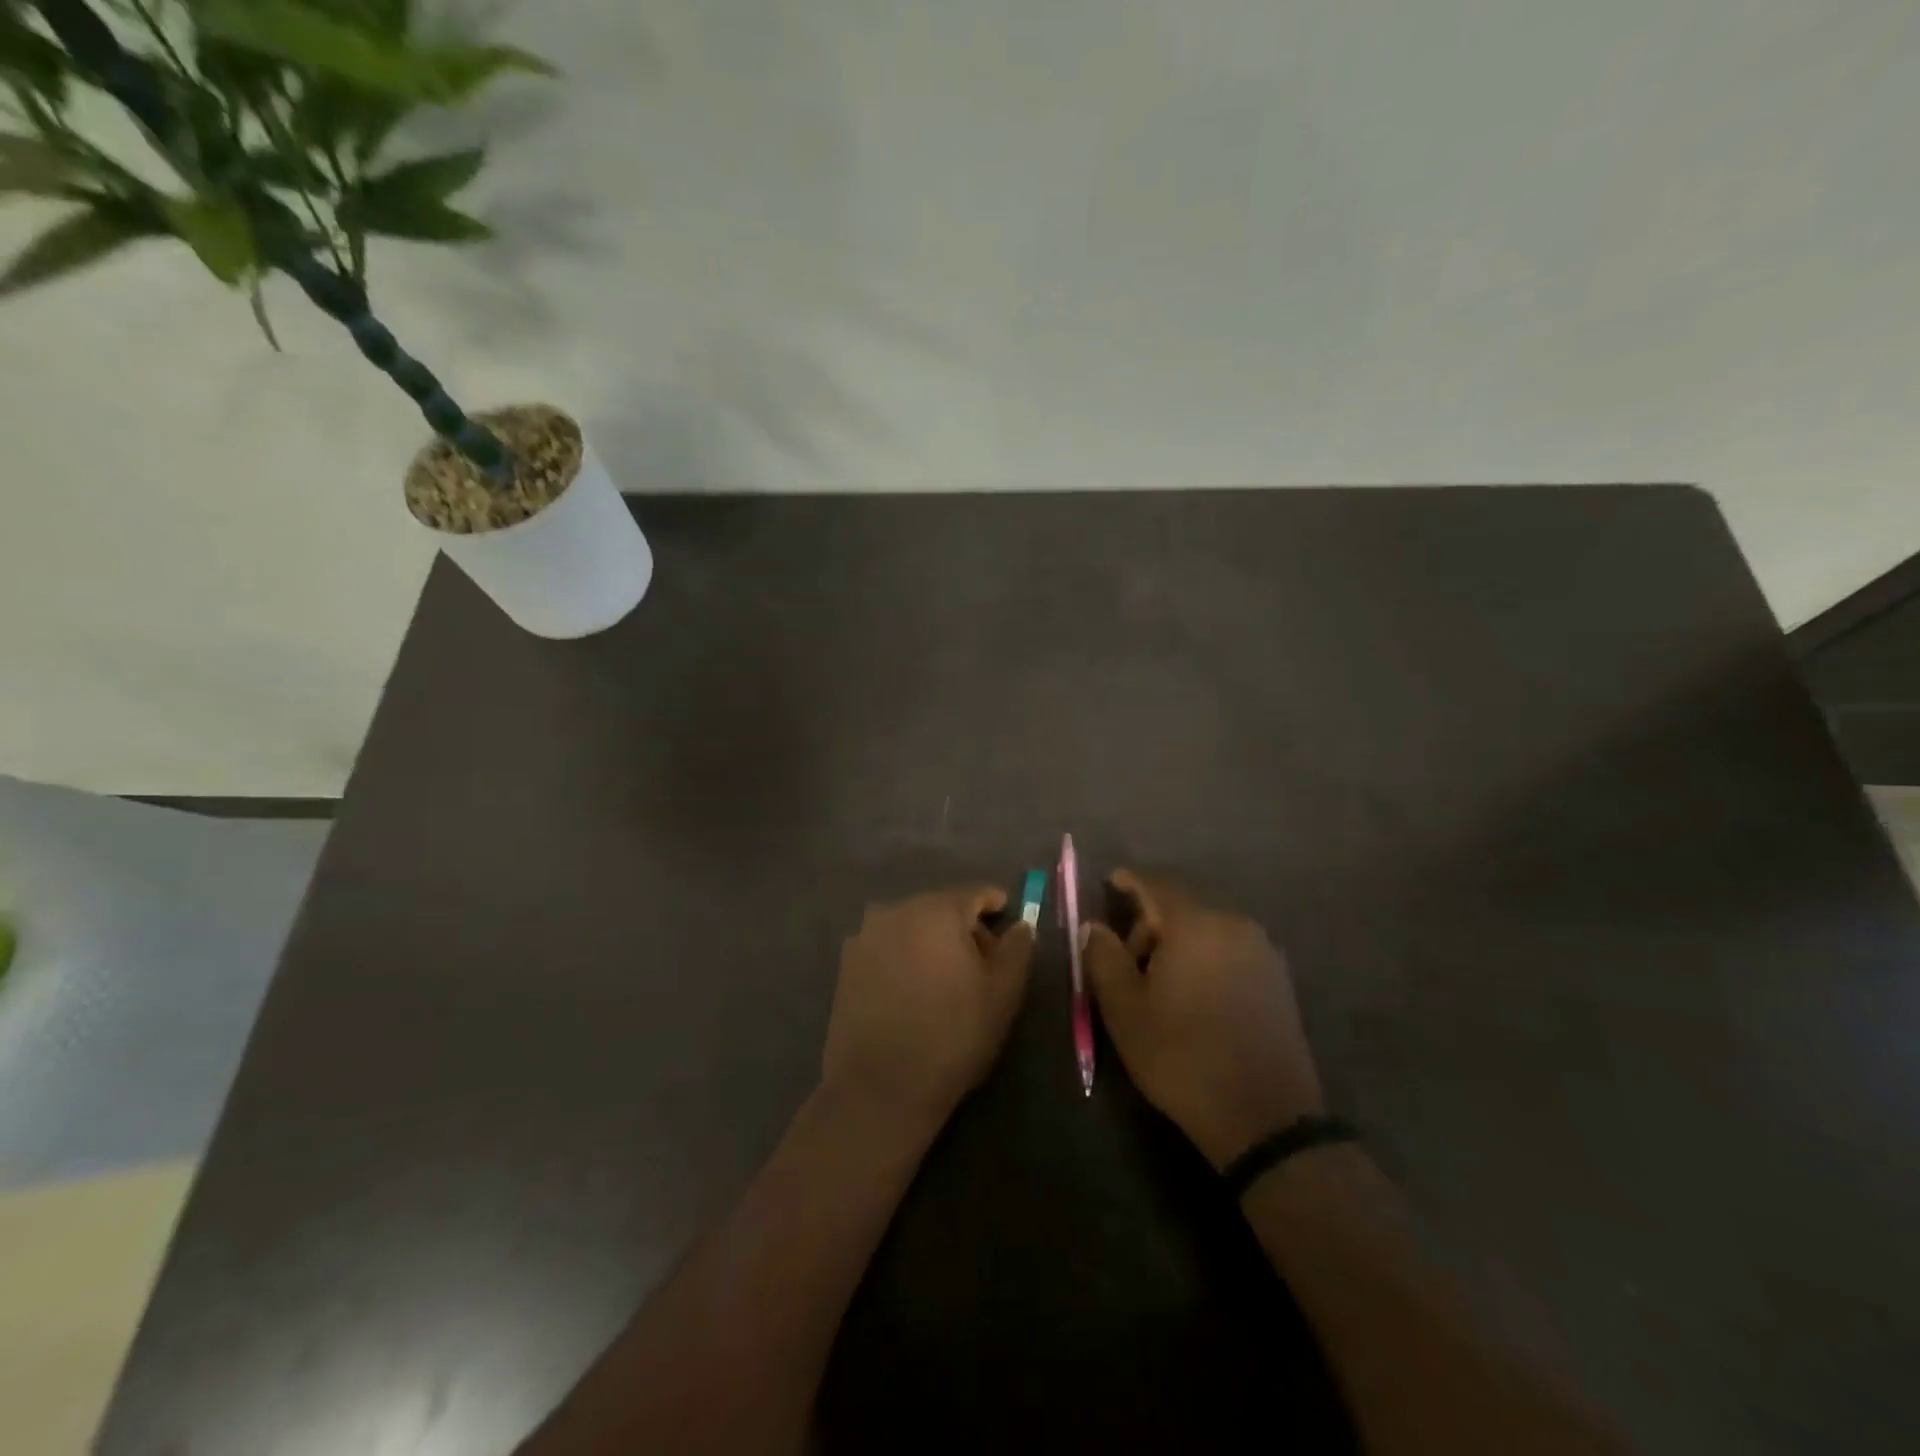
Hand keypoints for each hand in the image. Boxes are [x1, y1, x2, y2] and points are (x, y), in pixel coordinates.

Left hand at [822, 885, 1035, 1130]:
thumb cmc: (952, 1036)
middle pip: (941, 907)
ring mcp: (866, 934)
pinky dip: (904, 956)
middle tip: (981, 964)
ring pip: (911, 925)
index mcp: (937, 910)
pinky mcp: (847, 962)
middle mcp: (897, 910)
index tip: (1008, 925)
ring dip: (931, 942)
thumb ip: (1017, 949)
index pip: (975, 893)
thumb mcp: (1002, 994)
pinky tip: (911, 991)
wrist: (880, 1087)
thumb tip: (1021, 924)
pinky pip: (887, 946)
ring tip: (944, 981)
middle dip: (963, 928)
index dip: (996, 906)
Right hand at [1082, 870, 1323, 1170]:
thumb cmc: (1182, 1056)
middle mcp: (1233, 923)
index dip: (1128, 880)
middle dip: (1150, 917)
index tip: (1109, 883)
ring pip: (1208, 923)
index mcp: (1194, 923)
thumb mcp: (1125, 1010)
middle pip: (1183, 900)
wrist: (1265, 1116)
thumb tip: (1093, 926)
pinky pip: (1230, 945)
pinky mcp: (1277, 977)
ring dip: (1178, 936)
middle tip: (1126, 954)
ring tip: (1159, 978)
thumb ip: (1103, 957)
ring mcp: (1261, 949)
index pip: (1155, 882)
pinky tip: (1194, 989)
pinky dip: (1205, 952)